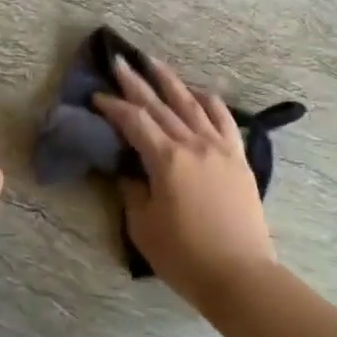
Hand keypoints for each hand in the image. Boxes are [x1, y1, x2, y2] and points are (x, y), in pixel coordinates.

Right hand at [94, 57, 276, 308]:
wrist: (240, 275)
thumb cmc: (185, 256)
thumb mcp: (143, 226)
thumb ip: (133, 190)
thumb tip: (128, 170)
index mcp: (167, 159)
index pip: (134, 121)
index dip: (113, 107)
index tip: (97, 96)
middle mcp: (194, 144)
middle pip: (160, 105)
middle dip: (136, 82)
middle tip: (120, 61)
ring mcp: (220, 147)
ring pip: (192, 103)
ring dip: (171, 81)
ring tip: (155, 63)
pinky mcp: (238, 157)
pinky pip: (224, 119)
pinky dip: (209, 101)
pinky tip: (199, 92)